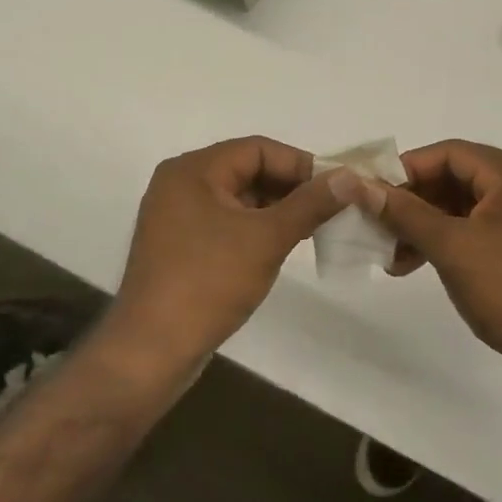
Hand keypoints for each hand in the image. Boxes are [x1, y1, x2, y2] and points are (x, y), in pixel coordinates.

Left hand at [109, 136, 346, 366]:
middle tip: (333, 207)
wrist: (151, 351)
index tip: (337, 186)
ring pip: (240, 198)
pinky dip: (257, 227)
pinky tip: (284, 244)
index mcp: (193, 170)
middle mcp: (181, 184)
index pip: (258, 149)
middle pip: (248, 170)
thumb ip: (310, 203)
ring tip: (316, 226)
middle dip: (292, 187)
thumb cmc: (208, 283)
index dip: (301, 164)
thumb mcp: (267, 238)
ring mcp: (177, 217)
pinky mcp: (181, 246)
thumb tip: (349, 177)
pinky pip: (227, 222)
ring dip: (278, 209)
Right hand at [347, 140, 501, 385]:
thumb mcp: (452, 248)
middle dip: (414, 203)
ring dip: (428, 226)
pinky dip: (451, 241)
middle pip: (458, 177)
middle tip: (377, 228)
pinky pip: (482, 228)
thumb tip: (356, 184)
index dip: (406, 170)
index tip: (371, 194)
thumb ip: (404, 212)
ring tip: (393, 258)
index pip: (451, 153)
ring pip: (467, 207)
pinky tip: (420, 264)